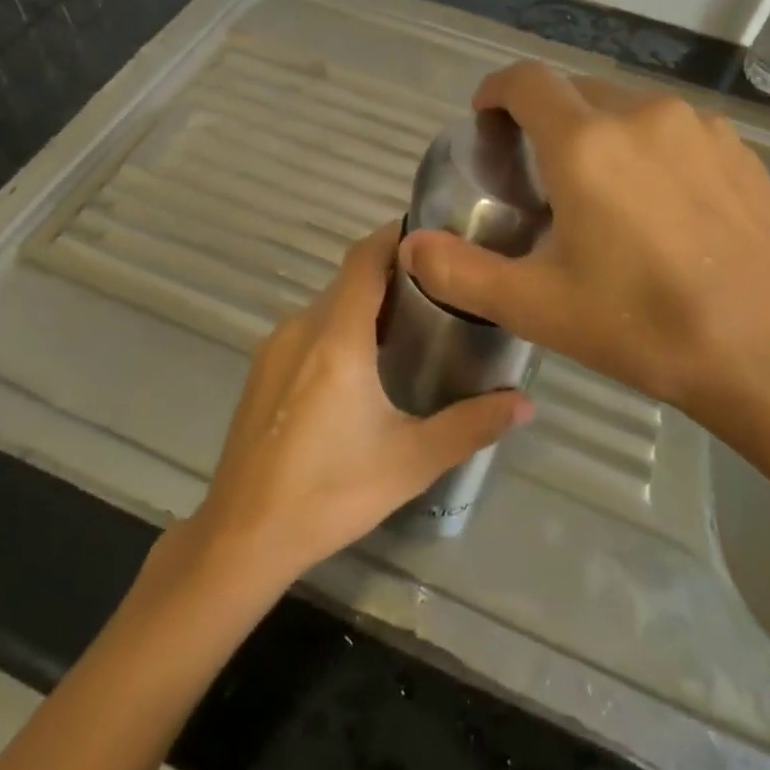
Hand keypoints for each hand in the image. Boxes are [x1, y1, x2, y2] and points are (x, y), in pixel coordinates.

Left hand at [187, 223, 533, 587]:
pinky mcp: (261, 371)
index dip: (395, 236)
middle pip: (349, 280)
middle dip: (391, 276)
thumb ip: (471, 425)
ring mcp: (274, 348)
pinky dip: (338, 329)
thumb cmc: (331, 492)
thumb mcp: (410, 460)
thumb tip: (526, 403)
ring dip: (364, 306)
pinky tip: (360, 369)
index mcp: (337, 338)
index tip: (433, 233)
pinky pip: (307, 330)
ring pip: (327, 306)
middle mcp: (301, 328)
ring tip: (409, 328)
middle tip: (439, 291)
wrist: (243, 535)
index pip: (365, 259)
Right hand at [400, 63, 769, 469]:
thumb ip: (461, 272)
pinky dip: (647, 147)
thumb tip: (412, 246)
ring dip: (598, 132)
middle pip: (575, 91)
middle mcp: (643, 115)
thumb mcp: (538, 307)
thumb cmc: (645, 326)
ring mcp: (699, 127)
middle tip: (536, 173)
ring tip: (598, 191)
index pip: (526, 81)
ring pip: (626, 108)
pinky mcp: (739, 149)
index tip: (485, 119)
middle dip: (545, 118)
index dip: (496, 90)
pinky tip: (659, 204)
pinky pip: (672, 129)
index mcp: (587, 143)